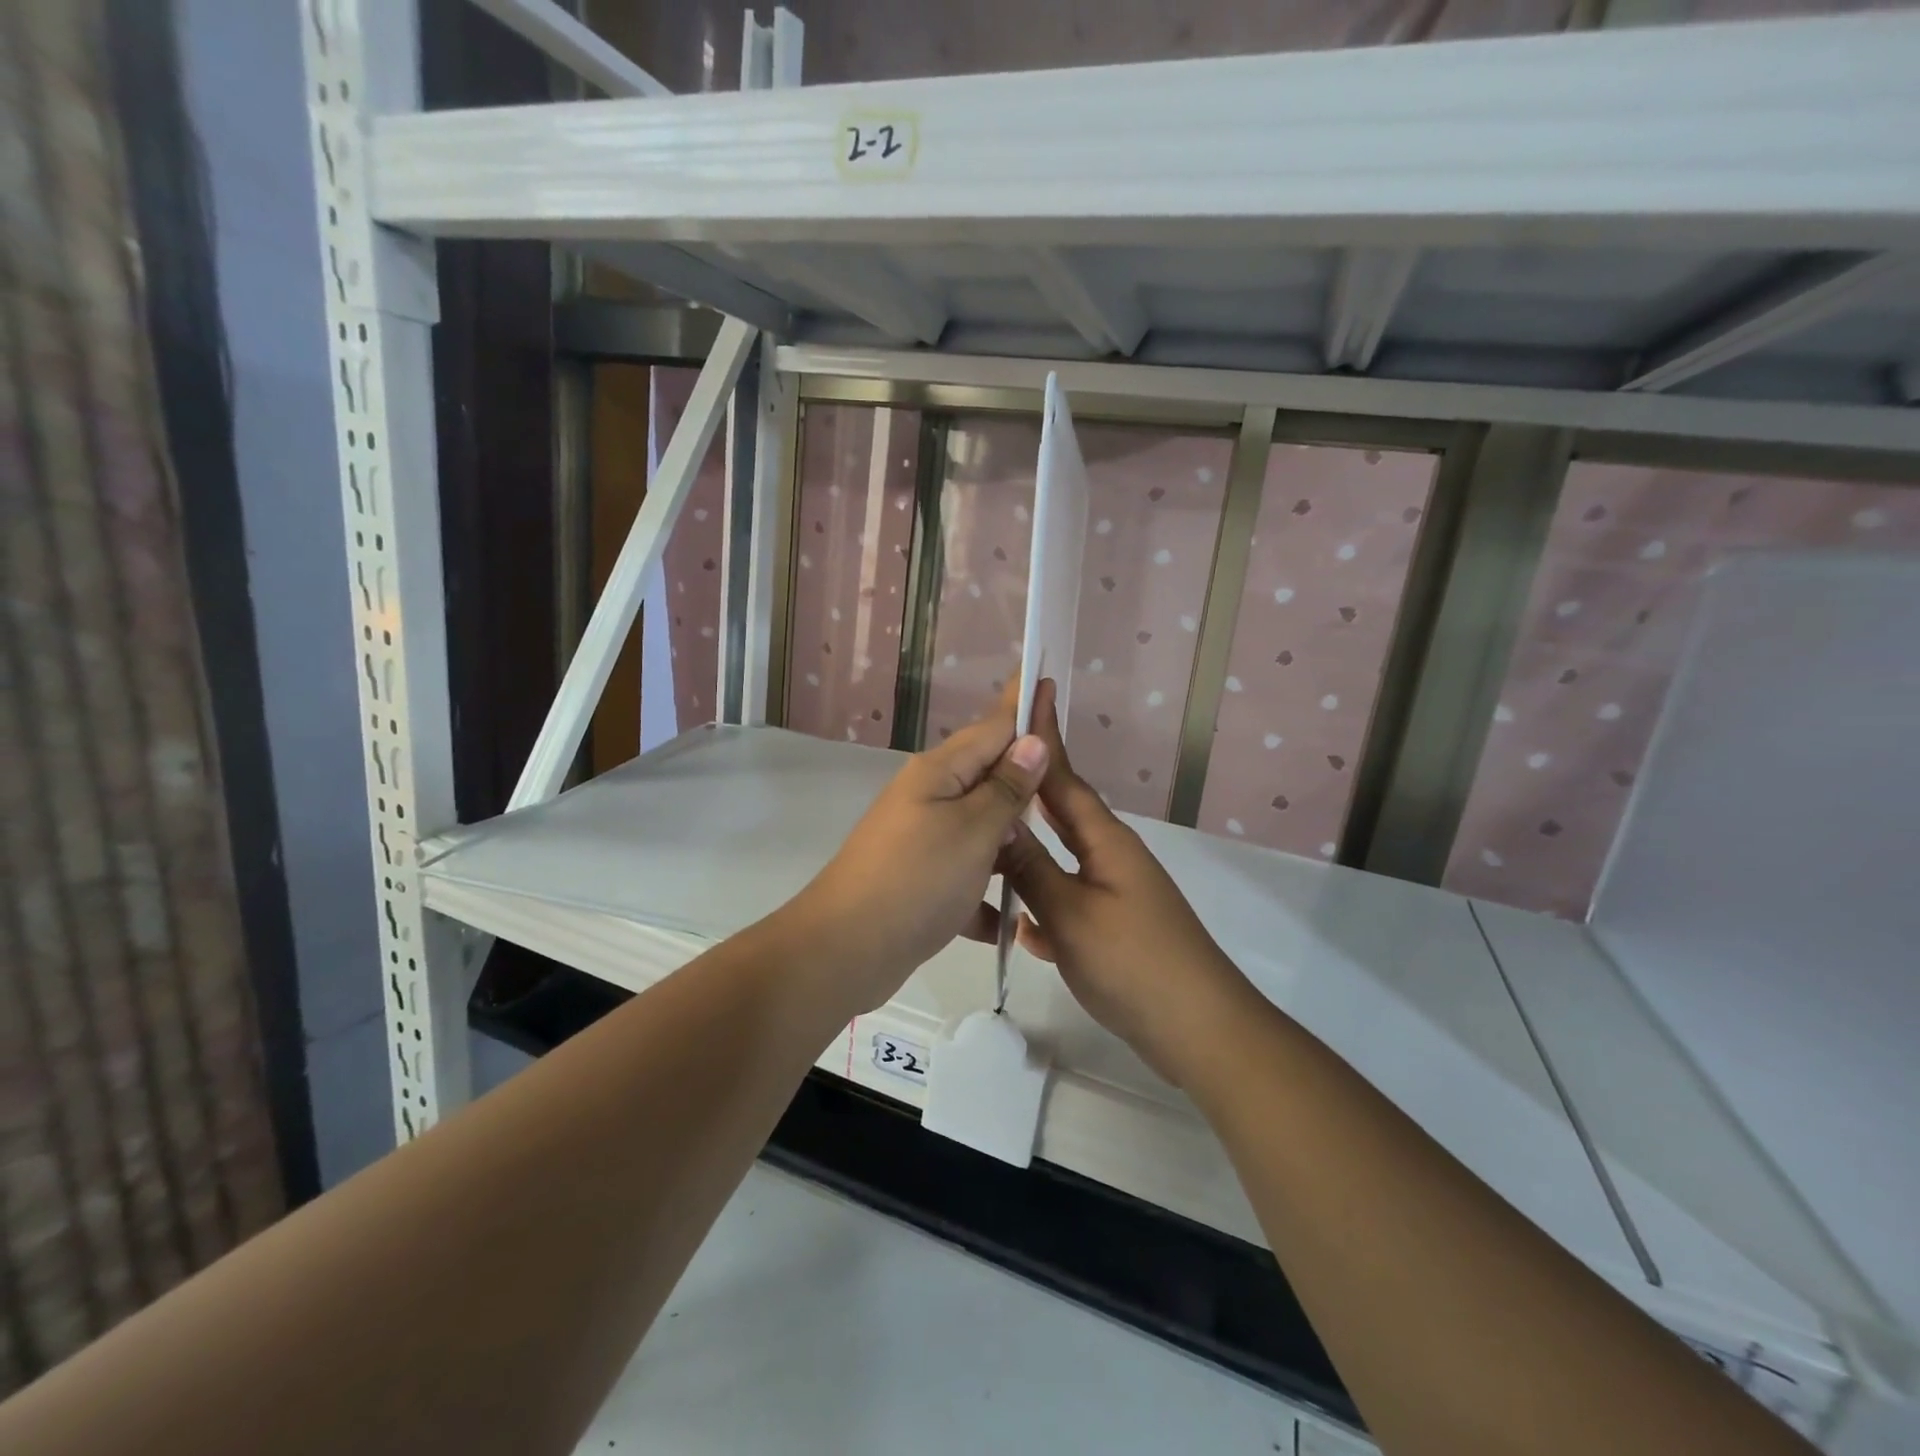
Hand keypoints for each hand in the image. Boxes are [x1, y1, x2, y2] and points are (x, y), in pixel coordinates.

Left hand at [790, 687, 1047, 1011]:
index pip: (993, 726)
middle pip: (987, 776)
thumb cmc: (916, 880)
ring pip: (979, 829)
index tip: (1047, 676)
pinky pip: (965, 875)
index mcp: (940, 773)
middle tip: (1069, 778)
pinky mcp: (919, 881)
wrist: (845, 950)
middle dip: (1024, 777)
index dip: (1022, 705)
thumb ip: (1005, 788)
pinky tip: (1011, 920)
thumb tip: (1031, 742)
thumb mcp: (972, 831)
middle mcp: (928, 798)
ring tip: (1050, 851)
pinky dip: (985, 893)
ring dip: (1010, 840)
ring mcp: (921, 841)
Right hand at [977, 680, 1257, 1083]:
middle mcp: (1112, 856)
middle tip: (987, 773)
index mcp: (1105, 840)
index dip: (1043, 738)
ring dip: (1029, 855)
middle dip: (1028, 792)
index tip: (1028, 695)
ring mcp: (1116, 892)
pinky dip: (1043, 908)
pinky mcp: (1115, 927)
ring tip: (988, 847)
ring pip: (1061, 861)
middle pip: (1062, 813)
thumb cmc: (1133, 962)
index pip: (1063, 777)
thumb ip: (1031, 868)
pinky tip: (1019, 929)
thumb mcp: (1070, 914)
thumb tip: (1000, 822)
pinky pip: (1069, 901)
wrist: (1199, 1029)